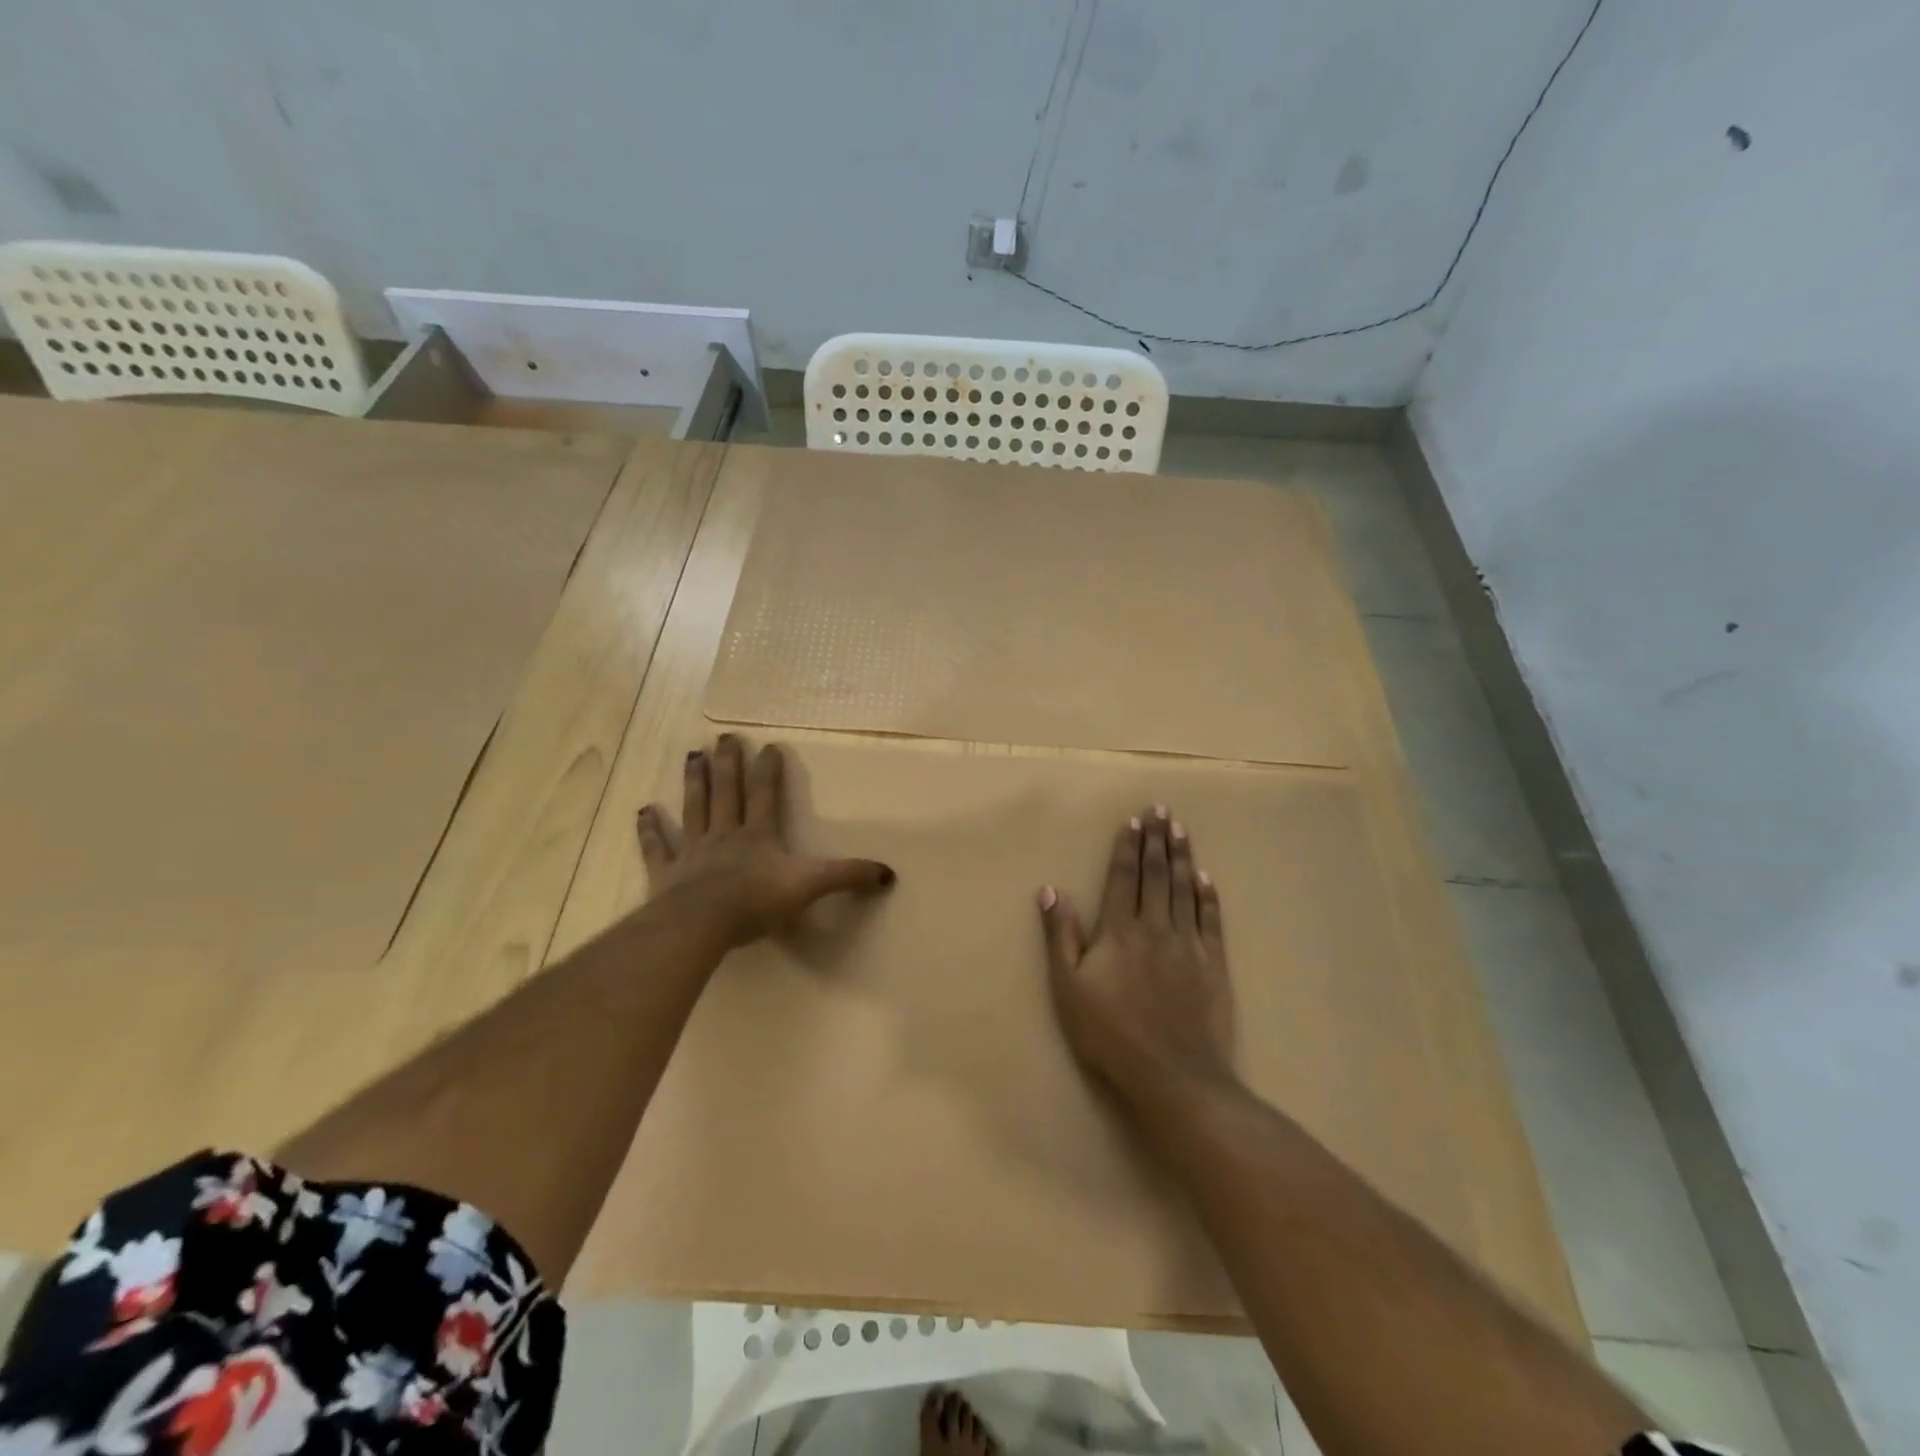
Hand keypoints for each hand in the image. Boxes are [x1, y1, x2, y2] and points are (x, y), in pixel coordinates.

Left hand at [637, 734, 894, 950]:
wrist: (702, 923)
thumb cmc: (757, 902)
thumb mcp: (811, 886)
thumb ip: (847, 876)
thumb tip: (888, 873)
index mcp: (758, 835)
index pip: (765, 795)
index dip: (769, 770)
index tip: (770, 745)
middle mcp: (725, 834)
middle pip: (727, 791)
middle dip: (728, 763)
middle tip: (725, 736)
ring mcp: (692, 851)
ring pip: (694, 808)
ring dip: (694, 782)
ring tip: (693, 755)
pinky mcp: (666, 872)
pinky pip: (657, 847)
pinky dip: (649, 830)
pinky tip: (644, 811)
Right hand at [1038, 806, 1234, 1105]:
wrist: (1173, 1074)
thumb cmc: (1110, 1033)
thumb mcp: (1068, 988)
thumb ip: (1061, 936)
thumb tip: (1051, 890)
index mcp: (1119, 930)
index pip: (1123, 877)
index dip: (1127, 847)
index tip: (1133, 821)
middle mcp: (1155, 927)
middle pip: (1157, 874)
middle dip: (1157, 840)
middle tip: (1162, 809)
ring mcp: (1188, 944)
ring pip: (1185, 889)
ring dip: (1183, 856)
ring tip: (1182, 829)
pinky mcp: (1214, 964)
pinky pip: (1211, 920)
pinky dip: (1208, 896)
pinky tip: (1206, 878)